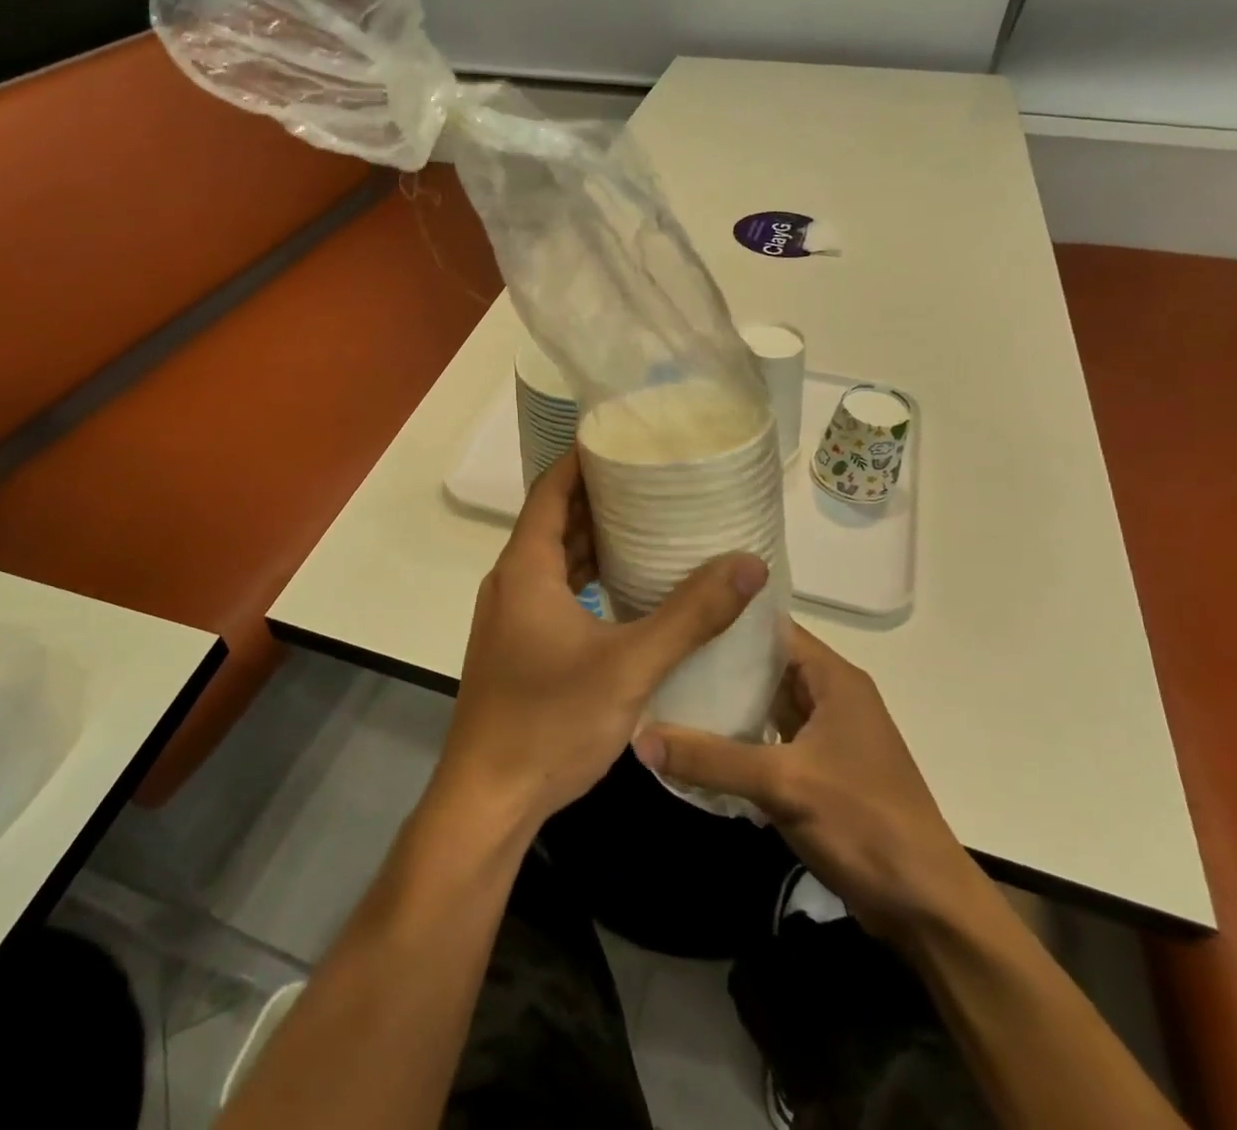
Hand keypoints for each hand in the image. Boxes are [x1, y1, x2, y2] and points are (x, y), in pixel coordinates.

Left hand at [433, 452, 769, 829]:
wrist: (488, 798)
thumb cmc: (550, 721)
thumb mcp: (630, 665)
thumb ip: (691, 615)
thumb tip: (748, 564)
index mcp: (526, 568)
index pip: (551, 490)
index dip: (582, 459)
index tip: (623, 439)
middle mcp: (511, 582)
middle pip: (554, 521)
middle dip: (599, 497)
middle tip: (652, 480)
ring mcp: (509, 616)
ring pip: (553, 559)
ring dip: (594, 540)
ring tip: (649, 524)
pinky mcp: (516, 645)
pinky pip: (552, 592)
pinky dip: (586, 578)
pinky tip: (625, 589)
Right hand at [634, 621, 985, 942]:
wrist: (927, 909)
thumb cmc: (865, 824)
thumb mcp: (783, 785)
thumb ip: (711, 759)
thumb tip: (638, 737)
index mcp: (834, 679)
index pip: (771, 627)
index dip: (726, 616)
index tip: (674, 611)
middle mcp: (830, 695)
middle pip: (764, 663)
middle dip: (715, 659)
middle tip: (659, 652)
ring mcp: (824, 734)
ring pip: (763, 701)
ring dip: (723, 699)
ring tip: (666, 687)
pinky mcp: (816, 768)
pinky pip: (767, 736)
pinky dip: (735, 734)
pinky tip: (694, 737)